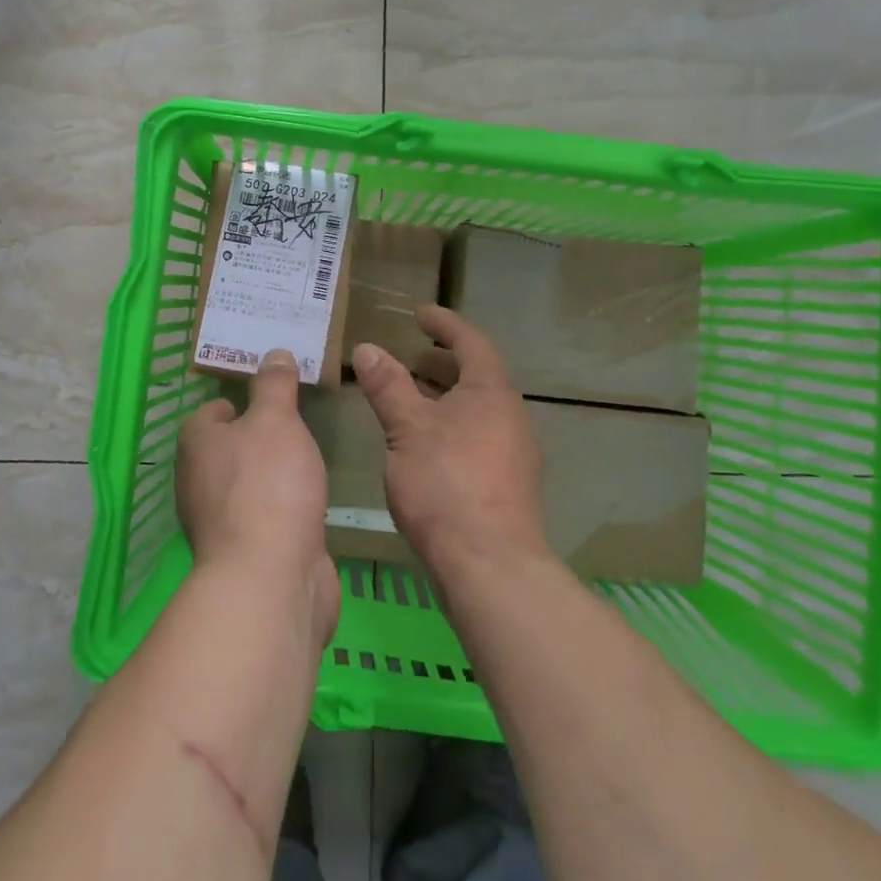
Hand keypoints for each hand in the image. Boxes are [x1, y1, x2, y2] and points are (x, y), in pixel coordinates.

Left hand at [176, 350, 340, 643]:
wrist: (271, 578)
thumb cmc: (267, 484)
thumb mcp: (276, 420)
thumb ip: (275, 386)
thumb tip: (274, 353)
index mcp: (197, 444)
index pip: (212, 411)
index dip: (240, 402)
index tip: (275, 398)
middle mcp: (197, 481)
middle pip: (227, 449)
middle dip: (258, 439)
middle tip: (297, 425)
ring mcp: (218, 522)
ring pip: (245, 485)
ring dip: (270, 476)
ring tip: (306, 461)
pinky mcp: (243, 554)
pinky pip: (263, 518)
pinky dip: (282, 509)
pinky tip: (307, 504)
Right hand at [352, 307, 550, 584]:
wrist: (491, 566)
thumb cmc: (446, 485)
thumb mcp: (407, 429)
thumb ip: (388, 386)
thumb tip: (367, 348)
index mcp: (490, 392)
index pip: (470, 342)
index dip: (444, 324)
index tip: (419, 314)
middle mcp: (509, 415)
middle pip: (475, 375)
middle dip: (441, 363)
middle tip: (409, 357)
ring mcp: (512, 452)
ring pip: (475, 409)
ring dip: (443, 397)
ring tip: (408, 400)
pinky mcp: (506, 484)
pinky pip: (476, 436)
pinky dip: (449, 426)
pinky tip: (423, 446)